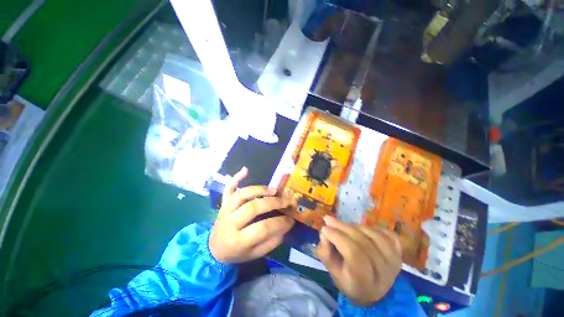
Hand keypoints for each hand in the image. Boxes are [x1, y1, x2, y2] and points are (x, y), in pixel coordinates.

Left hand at [209, 167, 294, 262]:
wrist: (213, 249)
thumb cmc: (236, 253)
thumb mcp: (254, 255)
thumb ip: (271, 242)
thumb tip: (286, 225)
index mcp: (237, 241)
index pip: (262, 229)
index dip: (279, 223)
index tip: (291, 219)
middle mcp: (229, 223)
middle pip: (252, 208)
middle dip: (273, 203)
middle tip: (287, 201)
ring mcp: (225, 210)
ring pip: (242, 194)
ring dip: (259, 190)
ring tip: (274, 190)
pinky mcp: (223, 202)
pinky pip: (229, 188)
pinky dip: (237, 177)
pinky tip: (246, 169)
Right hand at [316, 216, 401, 306]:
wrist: (375, 293)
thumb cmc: (350, 282)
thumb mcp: (333, 273)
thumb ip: (326, 254)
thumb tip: (324, 234)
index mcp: (364, 282)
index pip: (354, 254)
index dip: (338, 237)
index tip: (324, 228)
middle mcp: (383, 273)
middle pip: (362, 242)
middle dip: (342, 227)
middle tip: (329, 220)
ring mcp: (394, 261)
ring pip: (373, 234)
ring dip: (354, 226)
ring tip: (344, 226)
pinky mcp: (399, 253)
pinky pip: (386, 233)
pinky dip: (372, 227)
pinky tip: (362, 230)